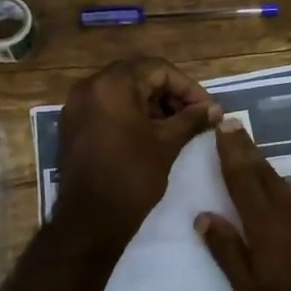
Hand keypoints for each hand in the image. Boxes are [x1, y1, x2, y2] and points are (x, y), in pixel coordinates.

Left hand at [55, 57, 220, 243]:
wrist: (90, 220)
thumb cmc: (132, 177)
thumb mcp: (167, 144)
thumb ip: (192, 119)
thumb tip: (215, 109)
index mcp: (112, 85)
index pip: (158, 69)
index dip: (188, 87)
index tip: (207, 109)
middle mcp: (89, 87)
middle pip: (138, 76)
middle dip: (170, 93)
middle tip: (193, 116)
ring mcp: (77, 107)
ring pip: (122, 91)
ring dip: (152, 104)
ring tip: (176, 127)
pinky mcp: (74, 126)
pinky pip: (107, 107)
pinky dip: (131, 114)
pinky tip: (151, 135)